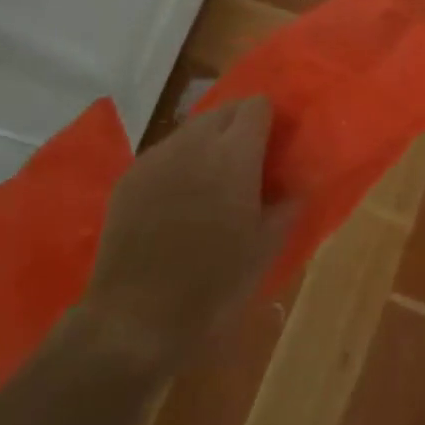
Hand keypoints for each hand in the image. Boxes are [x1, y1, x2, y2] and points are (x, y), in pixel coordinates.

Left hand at [73, 97, 296, 375]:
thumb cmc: (214, 283)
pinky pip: (164, 153)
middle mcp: (194, 142)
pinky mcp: (128, 177)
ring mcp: (156, 157)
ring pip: (191, 129)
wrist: (136, 319)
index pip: (257, 105)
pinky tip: (179, 200)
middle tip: (248, 163)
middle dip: (239, 127)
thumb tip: (296, 186)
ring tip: (212, 182)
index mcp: (235, 153)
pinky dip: (179, 163)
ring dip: (208, 143)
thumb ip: (287, 205)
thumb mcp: (267, 247)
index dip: (270, 121)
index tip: (275, 146)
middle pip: (224, 110)